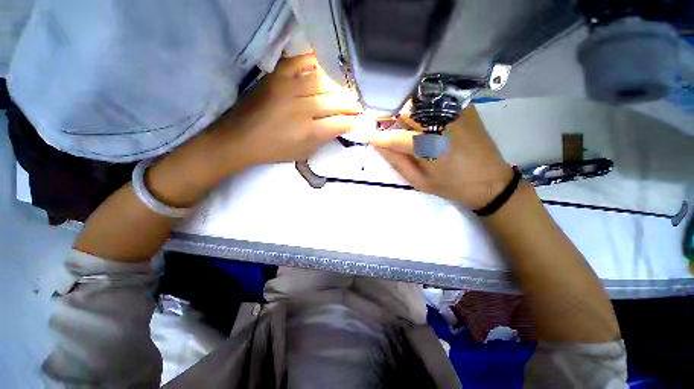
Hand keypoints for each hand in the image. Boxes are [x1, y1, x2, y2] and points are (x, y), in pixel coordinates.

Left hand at [218, 54, 361, 165]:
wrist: (241, 138)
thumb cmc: (275, 150)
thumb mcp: (304, 153)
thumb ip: (324, 139)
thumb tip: (340, 126)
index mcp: (309, 132)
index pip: (340, 123)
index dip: (352, 121)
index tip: (358, 120)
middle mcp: (302, 109)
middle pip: (335, 102)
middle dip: (350, 104)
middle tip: (357, 105)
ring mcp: (288, 89)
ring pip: (323, 83)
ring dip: (338, 87)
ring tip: (344, 91)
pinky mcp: (276, 77)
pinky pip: (299, 62)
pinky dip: (314, 62)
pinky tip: (324, 68)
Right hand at [369, 105, 512, 209]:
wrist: (489, 181)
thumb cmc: (451, 186)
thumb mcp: (419, 181)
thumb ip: (397, 162)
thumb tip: (378, 145)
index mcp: (430, 147)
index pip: (395, 137)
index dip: (378, 136)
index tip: (366, 135)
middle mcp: (442, 124)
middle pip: (406, 112)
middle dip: (392, 119)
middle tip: (387, 129)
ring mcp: (456, 112)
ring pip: (419, 102)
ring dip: (407, 112)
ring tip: (406, 125)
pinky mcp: (465, 107)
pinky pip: (436, 99)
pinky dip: (423, 106)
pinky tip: (424, 118)